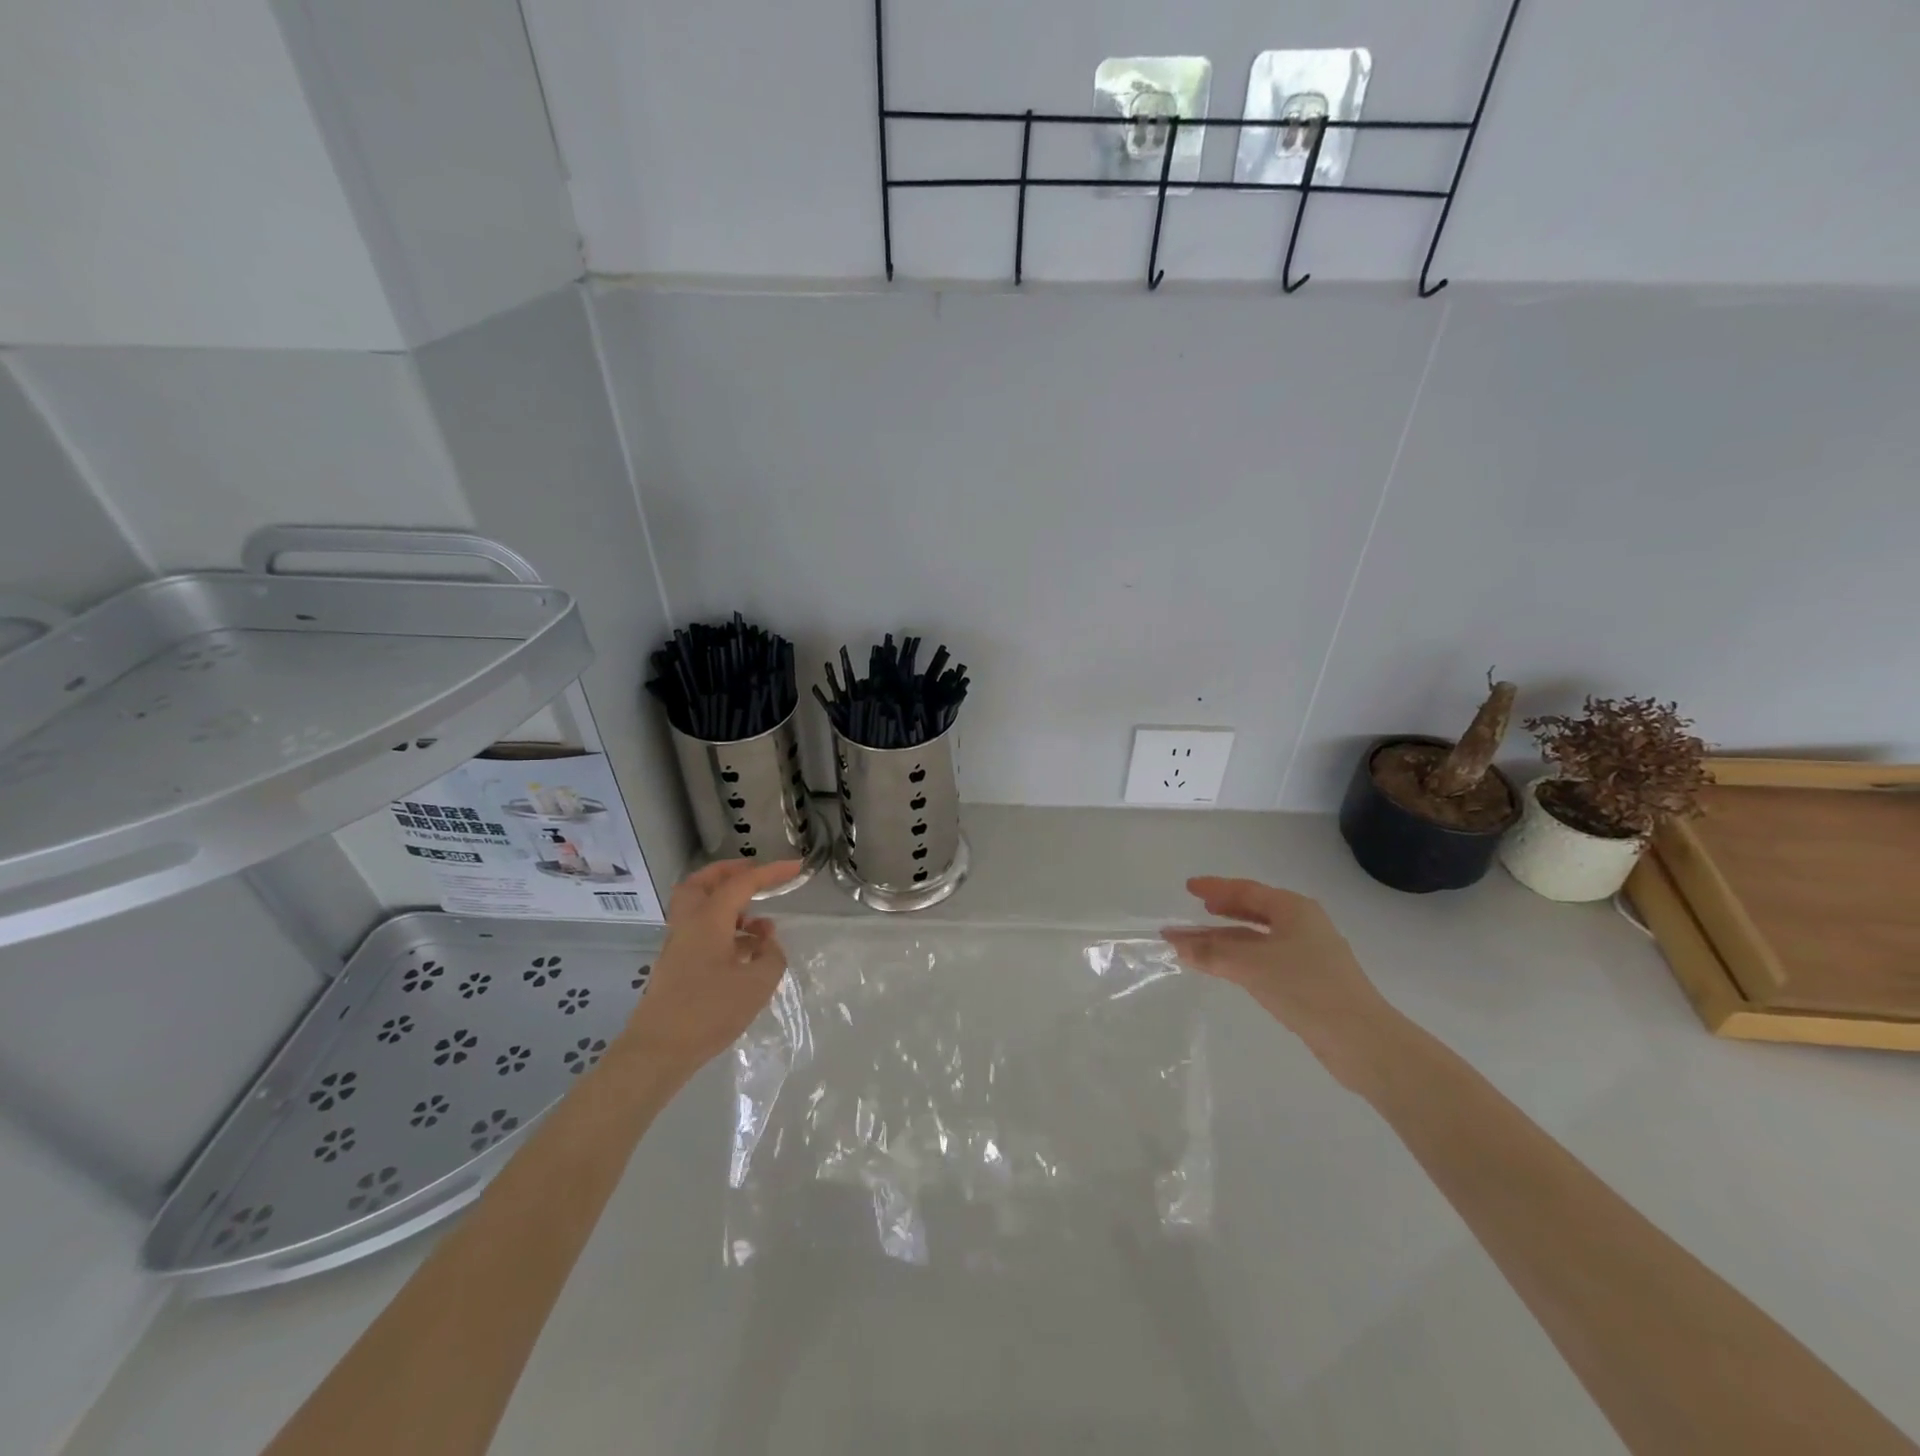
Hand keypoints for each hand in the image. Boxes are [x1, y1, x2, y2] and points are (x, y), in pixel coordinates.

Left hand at [620, 859, 802, 1073]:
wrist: (658, 1051)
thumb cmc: (709, 1011)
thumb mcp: (757, 984)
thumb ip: (771, 956)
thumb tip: (767, 945)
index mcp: (708, 919)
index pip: (742, 883)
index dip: (771, 872)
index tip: (796, 867)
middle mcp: (689, 924)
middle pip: (703, 882)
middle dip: (730, 872)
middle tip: (756, 876)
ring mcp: (679, 945)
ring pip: (700, 908)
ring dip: (730, 904)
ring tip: (761, 924)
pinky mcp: (677, 966)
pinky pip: (702, 931)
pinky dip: (725, 929)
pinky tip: (748, 952)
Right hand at [1163, 877, 1394, 1083]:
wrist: (1361, 1040)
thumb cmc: (1306, 988)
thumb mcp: (1252, 965)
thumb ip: (1211, 952)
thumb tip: (1175, 942)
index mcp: (1294, 909)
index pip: (1246, 891)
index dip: (1216, 888)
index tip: (1189, 887)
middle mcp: (1302, 925)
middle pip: (1252, 913)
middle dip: (1219, 914)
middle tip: (1195, 912)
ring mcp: (1307, 954)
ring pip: (1256, 939)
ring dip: (1225, 941)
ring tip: (1196, 945)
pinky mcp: (1307, 981)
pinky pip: (1264, 959)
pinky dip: (1239, 959)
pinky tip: (1225, 968)